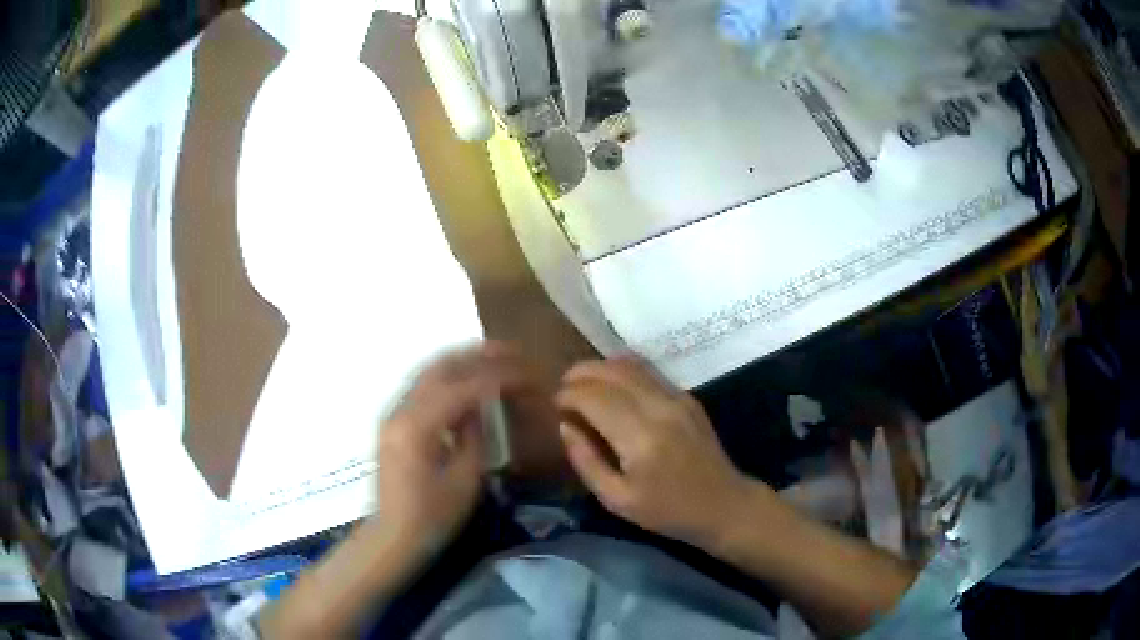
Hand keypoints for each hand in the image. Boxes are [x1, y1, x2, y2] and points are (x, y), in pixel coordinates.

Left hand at [377, 342, 524, 549]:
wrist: (393, 535)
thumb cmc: (432, 517)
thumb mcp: (464, 480)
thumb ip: (475, 436)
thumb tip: (482, 407)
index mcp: (417, 427)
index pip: (463, 388)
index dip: (498, 377)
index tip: (526, 372)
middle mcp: (400, 411)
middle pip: (440, 367)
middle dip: (477, 355)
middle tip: (510, 350)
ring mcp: (393, 413)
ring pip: (428, 372)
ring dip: (462, 361)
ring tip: (493, 357)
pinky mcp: (394, 421)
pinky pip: (422, 387)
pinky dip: (447, 377)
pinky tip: (467, 382)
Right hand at [556, 358, 754, 547]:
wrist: (724, 505)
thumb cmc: (667, 512)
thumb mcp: (617, 500)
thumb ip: (586, 461)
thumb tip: (564, 426)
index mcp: (640, 438)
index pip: (594, 398)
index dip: (568, 395)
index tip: (555, 405)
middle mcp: (659, 408)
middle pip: (611, 372)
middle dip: (580, 374)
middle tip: (563, 388)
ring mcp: (677, 398)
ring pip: (631, 365)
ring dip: (601, 368)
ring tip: (582, 382)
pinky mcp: (687, 397)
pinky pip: (649, 372)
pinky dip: (623, 371)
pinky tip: (611, 386)